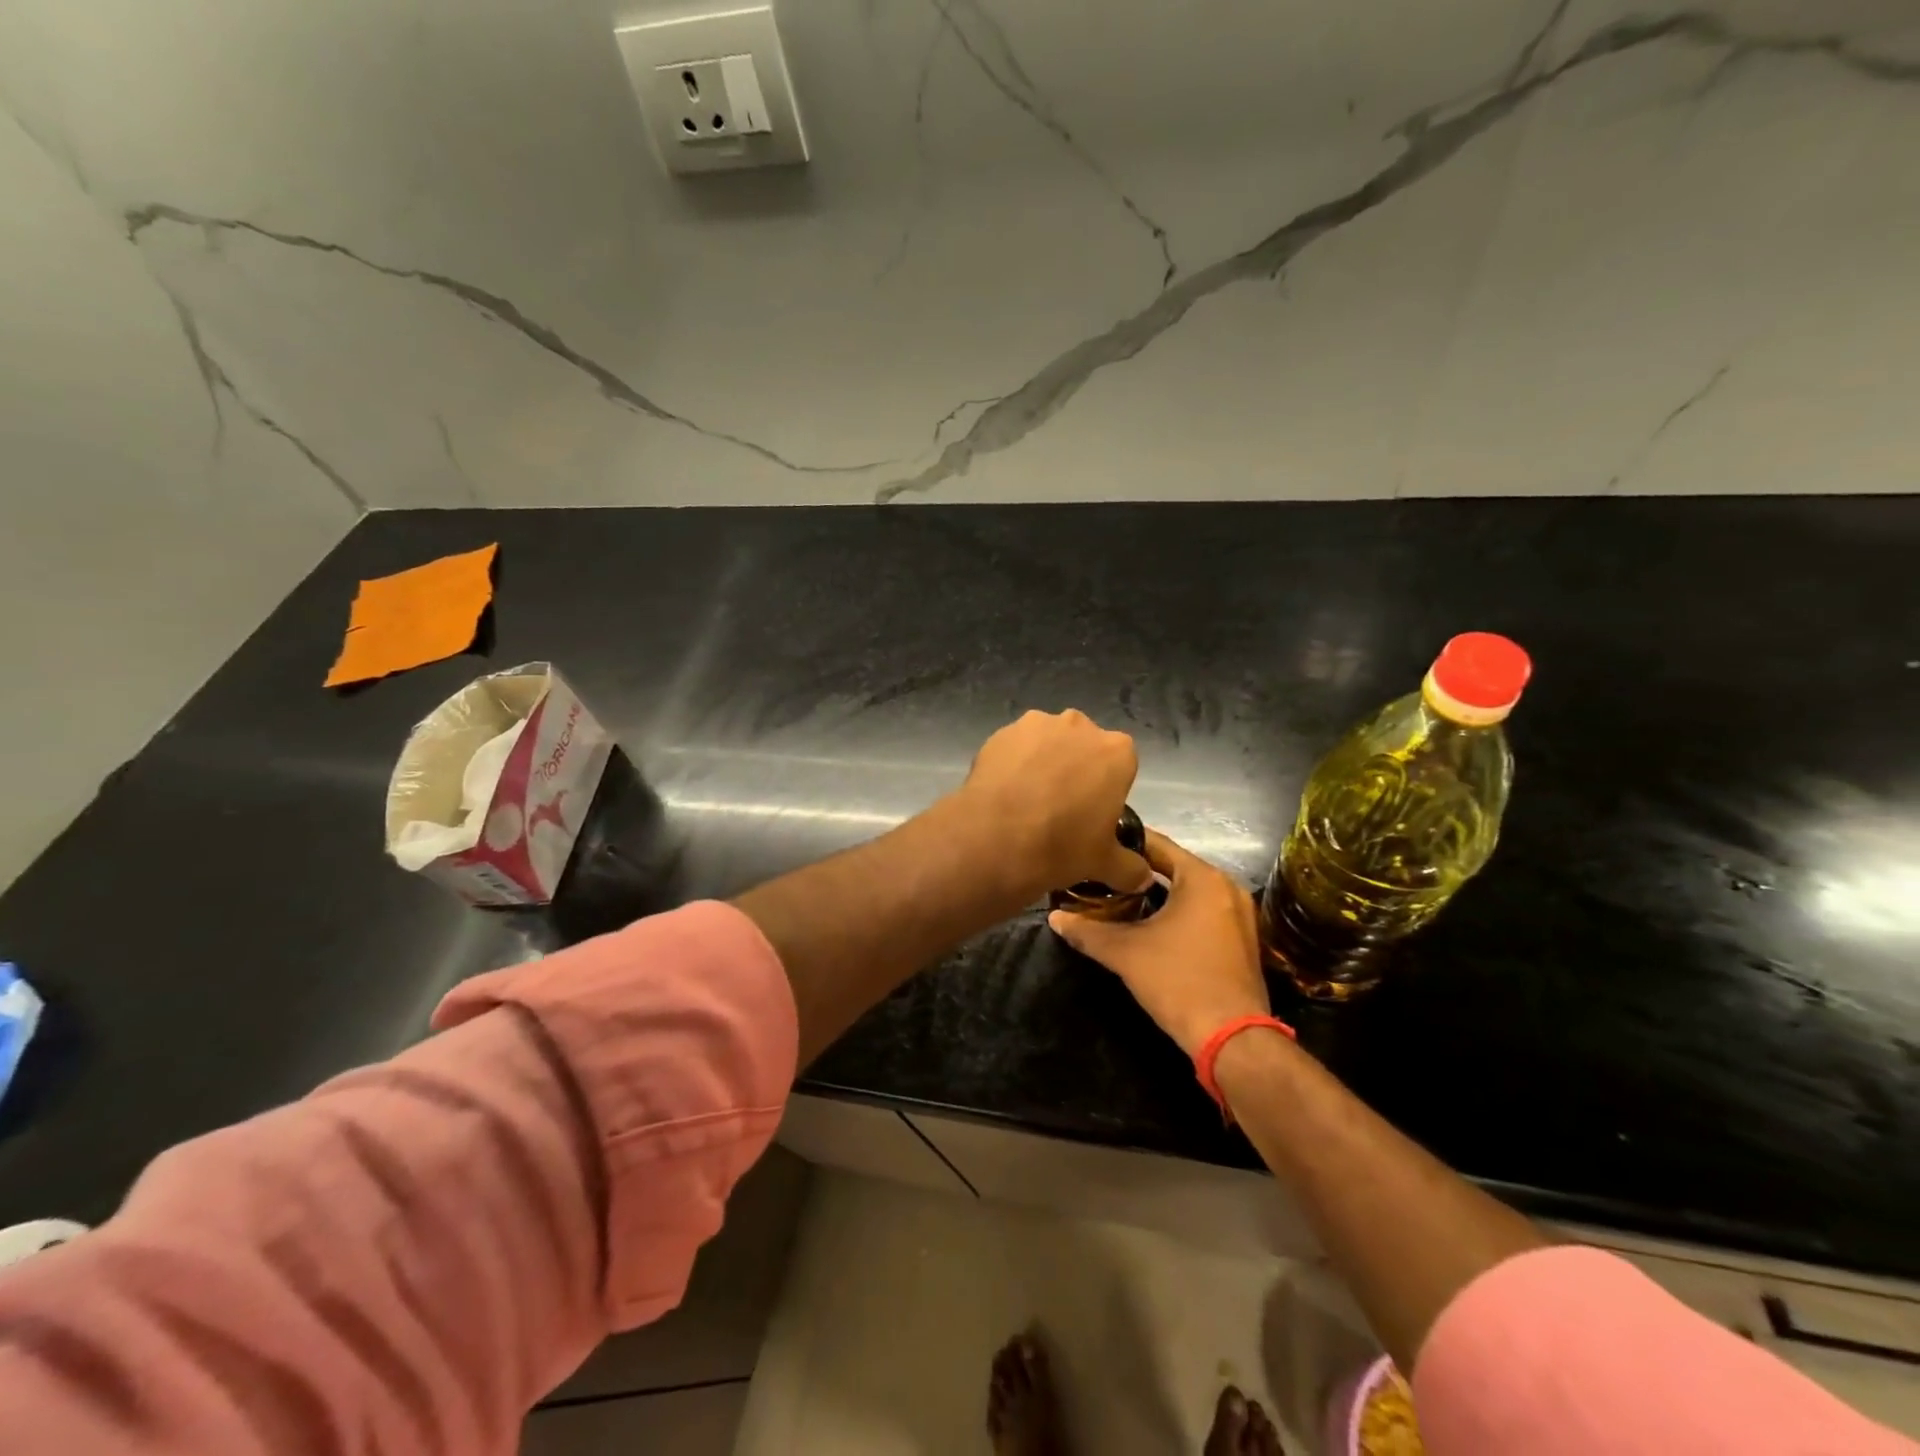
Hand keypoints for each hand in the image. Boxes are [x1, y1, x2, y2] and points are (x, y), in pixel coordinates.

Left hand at [954, 710, 1148, 900]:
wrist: (996, 839)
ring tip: (1027, 801)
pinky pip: (1014, 747)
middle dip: (1075, 769)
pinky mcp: (1001, 732)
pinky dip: (1012, 764)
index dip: (1106, 787)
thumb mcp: (1105, 863)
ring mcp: (1037, 724)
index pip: (1120, 764)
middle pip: (1083, 746)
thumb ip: (1130, 867)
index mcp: (1117, 751)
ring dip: (1042, 763)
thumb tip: (1144, 878)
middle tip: (1060, 806)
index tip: (1092, 812)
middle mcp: (1080, 726)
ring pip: (1047, 743)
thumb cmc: (1063, 846)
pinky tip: (1004, 793)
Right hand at [1048, 830, 1270, 1056]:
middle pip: (1173, 866)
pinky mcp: (1242, 939)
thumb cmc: (1178, 982)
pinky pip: (1203, 911)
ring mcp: (1240, 914)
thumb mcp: (1125, 953)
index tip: (1095, 844)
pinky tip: (1150, 924)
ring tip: (1118, 897)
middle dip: (1137, 871)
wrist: (1233, 1039)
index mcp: (1202, 878)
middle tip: (1100, 873)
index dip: (1123, 842)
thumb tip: (1055, 917)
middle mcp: (1226, 887)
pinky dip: (1178, 912)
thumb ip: (1087, 931)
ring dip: (1158, 893)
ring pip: (1189, 891)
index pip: (1157, 843)